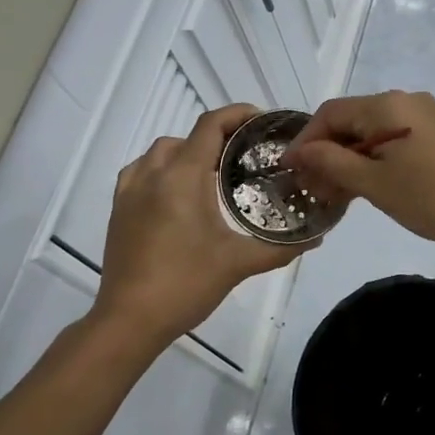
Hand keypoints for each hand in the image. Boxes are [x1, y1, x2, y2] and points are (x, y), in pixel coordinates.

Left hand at [94, 105, 303, 344]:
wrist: (129, 320)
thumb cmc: (186, 284)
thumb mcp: (239, 263)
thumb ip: (281, 248)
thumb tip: (317, 237)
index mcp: (183, 177)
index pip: (210, 125)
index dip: (237, 114)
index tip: (262, 121)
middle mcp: (153, 174)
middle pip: (187, 136)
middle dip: (217, 138)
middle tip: (245, 157)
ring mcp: (130, 191)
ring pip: (160, 152)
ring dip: (188, 152)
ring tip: (212, 175)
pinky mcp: (118, 209)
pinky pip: (141, 171)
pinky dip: (162, 169)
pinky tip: (177, 194)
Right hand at [284, 90, 434, 248]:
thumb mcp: (376, 184)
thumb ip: (333, 164)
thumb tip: (300, 152)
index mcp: (387, 105)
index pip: (330, 113)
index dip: (305, 142)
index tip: (289, 173)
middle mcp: (406, 101)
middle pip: (352, 121)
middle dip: (328, 154)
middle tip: (314, 191)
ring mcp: (427, 116)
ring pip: (374, 132)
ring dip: (351, 160)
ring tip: (339, 196)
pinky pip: (396, 140)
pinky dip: (376, 160)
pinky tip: (372, 188)